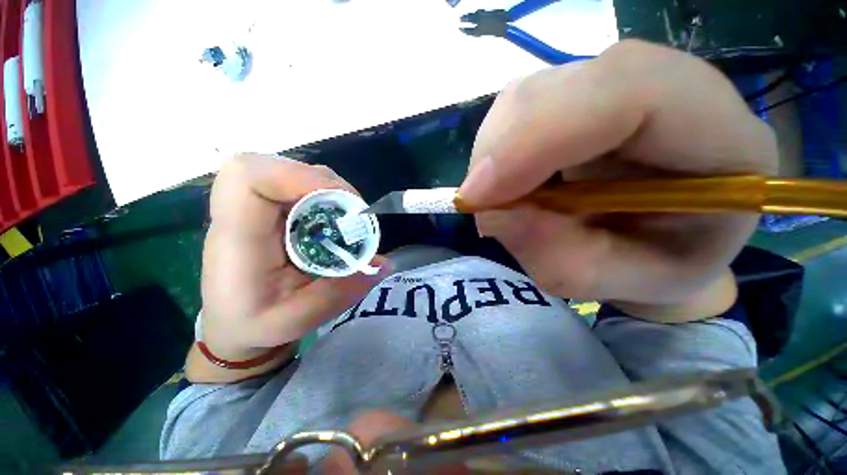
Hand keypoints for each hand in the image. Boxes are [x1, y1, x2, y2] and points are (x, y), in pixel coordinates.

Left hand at [199, 154, 388, 367]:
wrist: (232, 322)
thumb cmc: (255, 324)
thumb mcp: (298, 319)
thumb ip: (342, 291)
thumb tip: (383, 262)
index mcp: (239, 240)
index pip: (249, 178)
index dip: (297, 176)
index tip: (338, 201)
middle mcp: (242, 214)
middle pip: (274, 166)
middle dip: (323, 183)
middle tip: (351, 212)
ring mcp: (255, 208)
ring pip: (290, 171)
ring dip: (327, 188)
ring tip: (347, 215)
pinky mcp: (270, 209)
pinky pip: (297, 184)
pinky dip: (323, 193)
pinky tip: (334, 215)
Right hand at [458, 40, 777, 319]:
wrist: (668, 240)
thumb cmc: (657, 267)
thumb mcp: (616, 283)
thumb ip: (560, 259)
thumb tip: (491, 214)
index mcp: (724, 141)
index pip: (628, 92)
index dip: (535, 139)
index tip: (479, 195)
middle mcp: (675, 90)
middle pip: (561, 89)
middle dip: (500, 152)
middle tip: (479, 204)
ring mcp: (619, 85)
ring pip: (528, 96)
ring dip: (495, 155)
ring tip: (499, 200)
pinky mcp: (581, 95)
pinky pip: (518, 110)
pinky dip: (497, 151)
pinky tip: (507, 182)